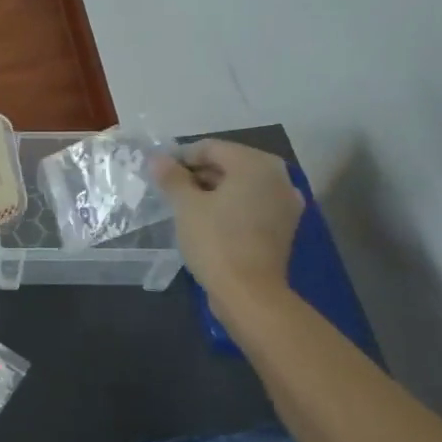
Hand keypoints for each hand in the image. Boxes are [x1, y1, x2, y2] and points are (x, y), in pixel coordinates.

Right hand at [153, 140, 303, 303]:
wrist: (250, 294)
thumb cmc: (216, 241)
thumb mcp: (186, 206)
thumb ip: (171, 177)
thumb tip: (157, 159)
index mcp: (256, 164)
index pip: (211, 148)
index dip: (181, 157)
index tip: (159, 173)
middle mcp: (278, 177)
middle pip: (228, 165)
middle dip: (197, 174)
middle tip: (169, 191)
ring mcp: (285, 203)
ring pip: (240, 186)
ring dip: (212, 191)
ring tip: (184, 207)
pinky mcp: (284, 227)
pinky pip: (251, 205)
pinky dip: (230, 207)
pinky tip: (208, 221)